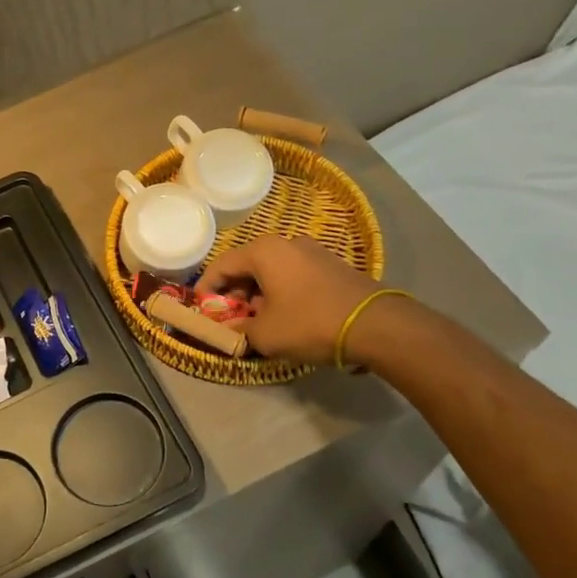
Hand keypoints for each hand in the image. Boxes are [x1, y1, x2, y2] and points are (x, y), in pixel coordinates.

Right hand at [198, 234, 388, 364]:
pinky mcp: (332, 266)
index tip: (200, 309)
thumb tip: (232, 330)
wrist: (376, 325)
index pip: (221, 265)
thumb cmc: (310, 323)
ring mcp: (313, 252)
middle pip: (247, 266)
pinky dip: (282, 293)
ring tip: (258, 322)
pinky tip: (286, 317)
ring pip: (272, 271)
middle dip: (234, 293)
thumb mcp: (265, 334)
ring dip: (259, 295)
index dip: (206, 288)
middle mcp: (286, 243)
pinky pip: (294, 276)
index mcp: (263, 251)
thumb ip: (239, 330)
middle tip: (230, 318)